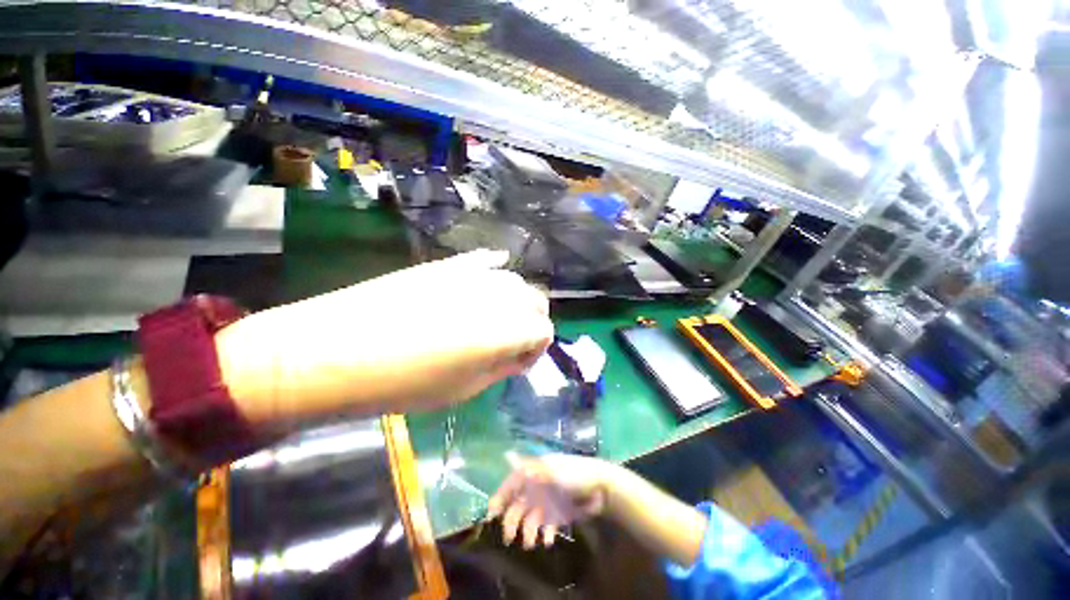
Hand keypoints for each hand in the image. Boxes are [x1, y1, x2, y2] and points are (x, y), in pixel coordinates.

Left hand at [215, 250, 553, 427]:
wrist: (335, 350)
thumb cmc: (404, 383)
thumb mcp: (465, 389)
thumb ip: (502, 366)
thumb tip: (518, 354)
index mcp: (508, 329)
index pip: (544, 331)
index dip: (535, 350)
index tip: (517, 363)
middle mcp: (500, 295)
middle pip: (536, 301)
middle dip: (531, 323)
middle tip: (509, 343)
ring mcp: (474, 273)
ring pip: (516, 281)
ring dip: (515, 301)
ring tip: (494, 318)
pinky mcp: (450, 264)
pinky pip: (486, 261)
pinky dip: (495, 270)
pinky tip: (495, 271)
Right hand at [488, 453, 616, 548]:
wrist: (600, 486)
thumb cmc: (574, 474)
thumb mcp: (552, 470)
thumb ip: (529, 469)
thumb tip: (507, 456)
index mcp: (534, 473)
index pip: (511, 483)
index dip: (500, 496)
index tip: (492, 514)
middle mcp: (537, 488)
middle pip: (517, 505)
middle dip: (511, 521)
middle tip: (510, 537)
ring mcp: (547, 502)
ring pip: (529, 520)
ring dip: (528, 532)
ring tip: (533, 542)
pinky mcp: (558, 515)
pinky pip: (545, 528)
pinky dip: (544, 535)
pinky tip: (549, 539)